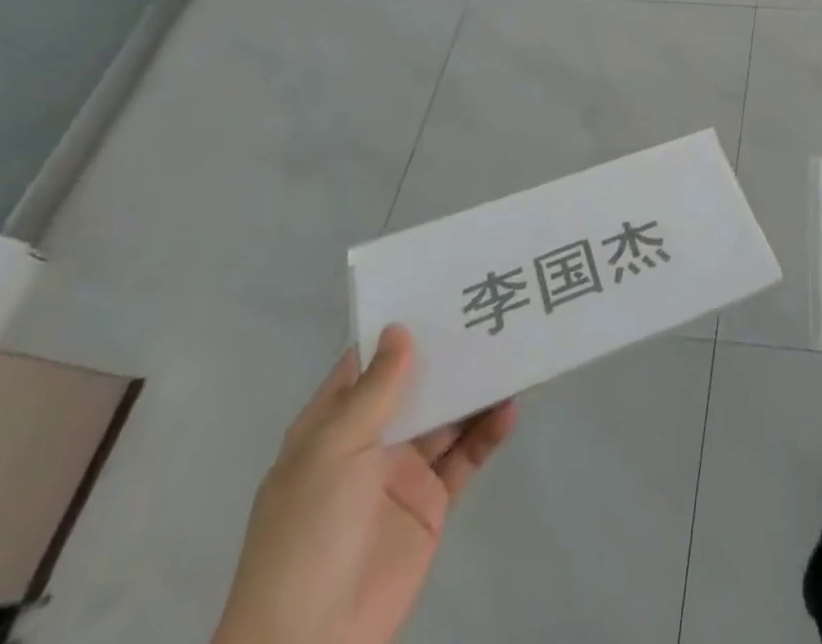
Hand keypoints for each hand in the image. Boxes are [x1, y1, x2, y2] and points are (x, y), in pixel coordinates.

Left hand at [213, 324, 516, 643]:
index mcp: (333, 425)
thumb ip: (376, 389)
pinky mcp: (430, 502)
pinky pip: (465, 455)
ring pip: (447, 415)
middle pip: (416, 384)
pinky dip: (488, 432)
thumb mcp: (334, 450)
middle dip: (449, 353)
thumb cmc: (309, 533)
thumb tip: (400, 328)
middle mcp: (369, 441)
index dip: (400, 327)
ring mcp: (402, 472)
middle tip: (491, 311)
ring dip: (475, 388)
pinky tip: (509, 408)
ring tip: (513, 351)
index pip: (368, 362)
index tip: (441, 289)